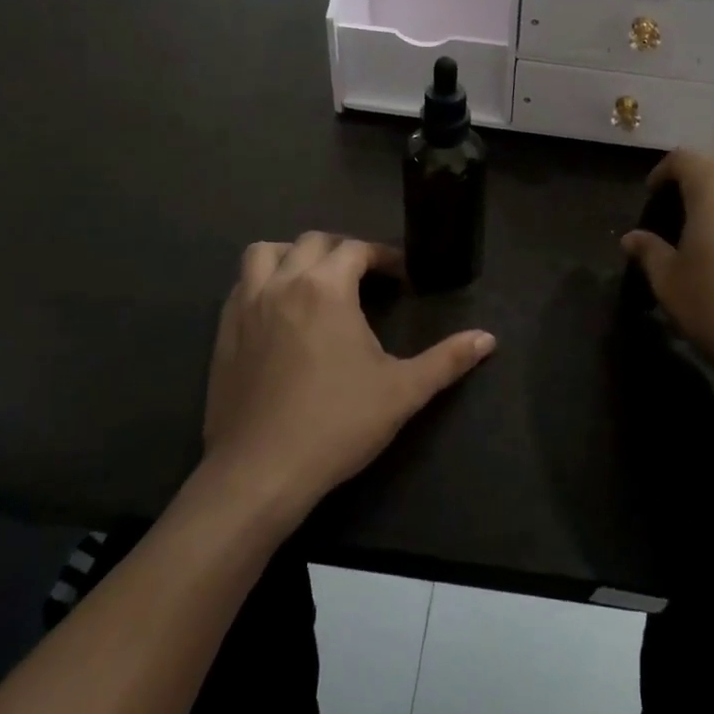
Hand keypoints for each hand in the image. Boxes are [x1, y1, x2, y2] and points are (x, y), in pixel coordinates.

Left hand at [203, 235, 495, 518]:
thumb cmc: (337, 424)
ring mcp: (246, 306)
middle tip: (363, 275)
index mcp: (326, 288)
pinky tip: (279, 312)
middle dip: (341, 249)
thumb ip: (447, 360)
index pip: (356, 249)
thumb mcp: (403, 391)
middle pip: (312, 242)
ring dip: (291, 255)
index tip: (400, 275)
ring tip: (313, 279)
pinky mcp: (223, 332)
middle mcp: (282, 284)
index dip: (382, 256)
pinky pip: (241, 286)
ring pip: (264, 254)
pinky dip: (262, 283)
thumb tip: (489, 338)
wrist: (260, 472)